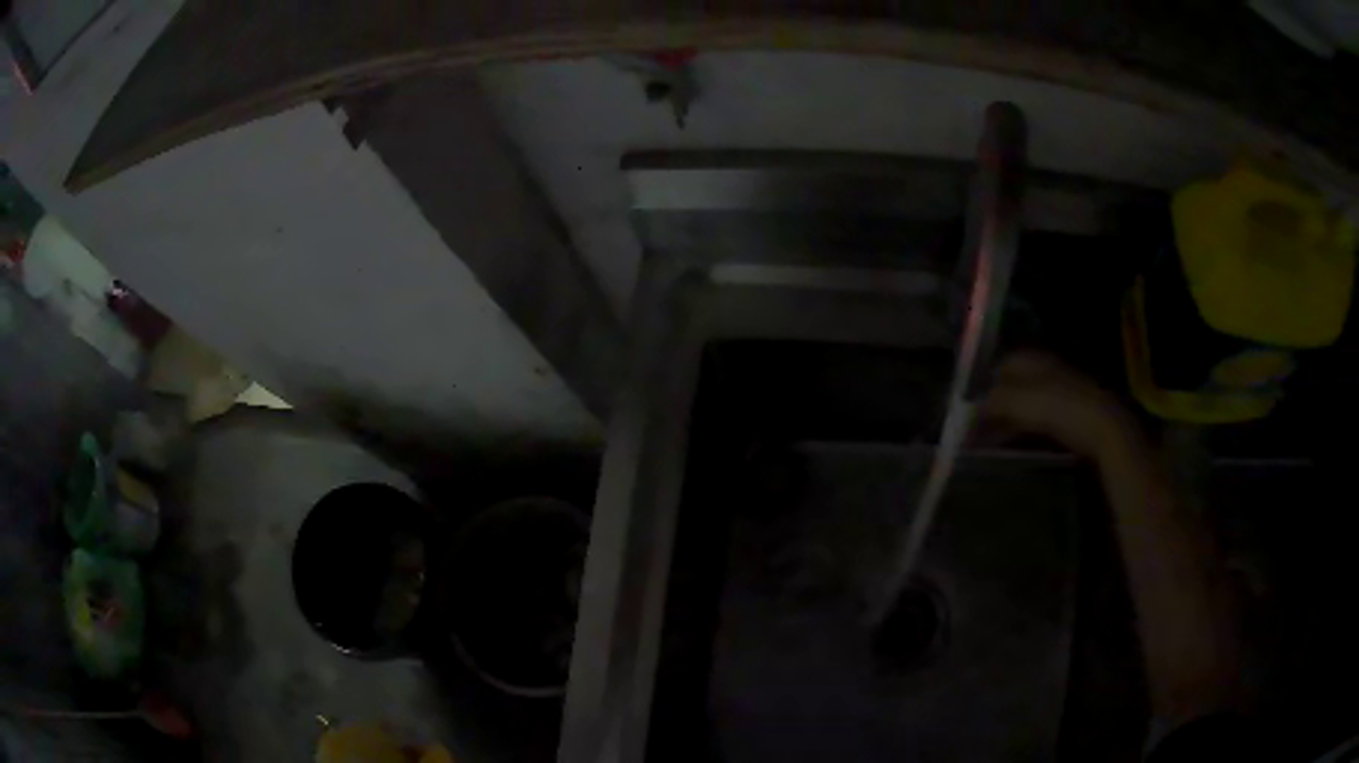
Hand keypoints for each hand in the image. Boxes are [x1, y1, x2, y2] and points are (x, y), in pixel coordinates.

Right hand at [978, 351, 1136, 459]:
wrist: (1103, 427)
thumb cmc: (1059, 407)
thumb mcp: (1019, 401)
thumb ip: (991, 402)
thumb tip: (968, 411)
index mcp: (1031, 358)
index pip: (996, 366)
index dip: (979, 386)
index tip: (964, 410)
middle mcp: (1042, 370)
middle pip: (1008, 387)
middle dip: (989, 408)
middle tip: (970, 432)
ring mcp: (1056, 393)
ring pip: (1020, 407)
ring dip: (1002, 424)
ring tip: (984, 444)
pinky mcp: (1066, 415)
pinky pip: (1034, 422)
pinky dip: (1018, 433)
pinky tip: (1010, 447)